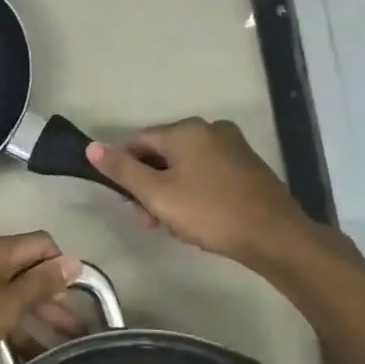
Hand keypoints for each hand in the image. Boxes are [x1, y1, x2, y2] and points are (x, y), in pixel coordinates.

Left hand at [0, 232, 80, 363]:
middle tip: (73, 333)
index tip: (75, 298)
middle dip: (51, 300)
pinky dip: (5, 326)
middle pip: (27, 271)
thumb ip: (40, 284)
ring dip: (31, 319)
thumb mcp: (6, 304)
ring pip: (8, 293)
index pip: (43, 243)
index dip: (63, 266)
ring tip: (51, 352)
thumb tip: (73, 261)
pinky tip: (15, 356)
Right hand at [85, 118, 315, 266]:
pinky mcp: (247, 165)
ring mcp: (232, 145)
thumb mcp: (157, 195)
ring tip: (176, 226)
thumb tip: (91, 146)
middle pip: (162, 153)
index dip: (127, 172)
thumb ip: (123, 170)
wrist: (273, 235)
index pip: (138, 142)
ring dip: (172, 192)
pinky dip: (196, 191)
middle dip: (151, 186)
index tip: (130, 203)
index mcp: (185, 130)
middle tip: (152, 221)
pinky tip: (200, 218)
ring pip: (185, 165)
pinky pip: (208, 172)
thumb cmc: (209, 212)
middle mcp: (209, 128)